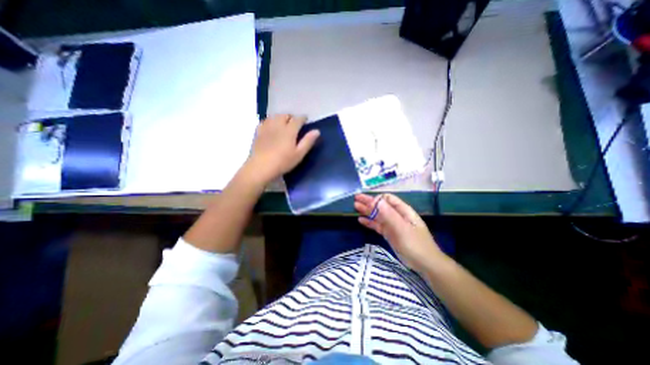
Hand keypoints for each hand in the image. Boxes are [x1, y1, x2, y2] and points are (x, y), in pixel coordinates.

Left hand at [247, 114, 318, 182]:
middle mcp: (278, 125)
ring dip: (280, 118)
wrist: (261, 167)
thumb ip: (308, 141)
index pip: (298, 119)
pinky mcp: (258, 132)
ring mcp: (267, 127)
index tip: (306, 119)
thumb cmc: (283, 162)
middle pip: (285, 115)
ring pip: (274, 116)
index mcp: (289, 130)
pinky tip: (271, 127)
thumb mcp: (299, 154)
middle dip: (291, 117)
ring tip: (283, 124)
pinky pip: (265, 121)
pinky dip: (270, 121)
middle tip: (294, 124)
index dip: (303, 118)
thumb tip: (317, 131)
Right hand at [354, 194, 447, 273]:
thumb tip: (376, 200)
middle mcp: (397, 215)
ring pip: (378, 215)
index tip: (367, 203)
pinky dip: (369, 222)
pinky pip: (378, 225)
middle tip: (356, 199)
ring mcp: (393, 225)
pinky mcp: (390, 234)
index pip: (388, 199)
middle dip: (369, 202)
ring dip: (367, 211)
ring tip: (355, 207)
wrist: (425, 264)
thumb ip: (389, 215)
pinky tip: (361, 220)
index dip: (377, 199)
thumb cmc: (415, 245)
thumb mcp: (402, 229)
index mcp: (403, 211)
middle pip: (381, 206)